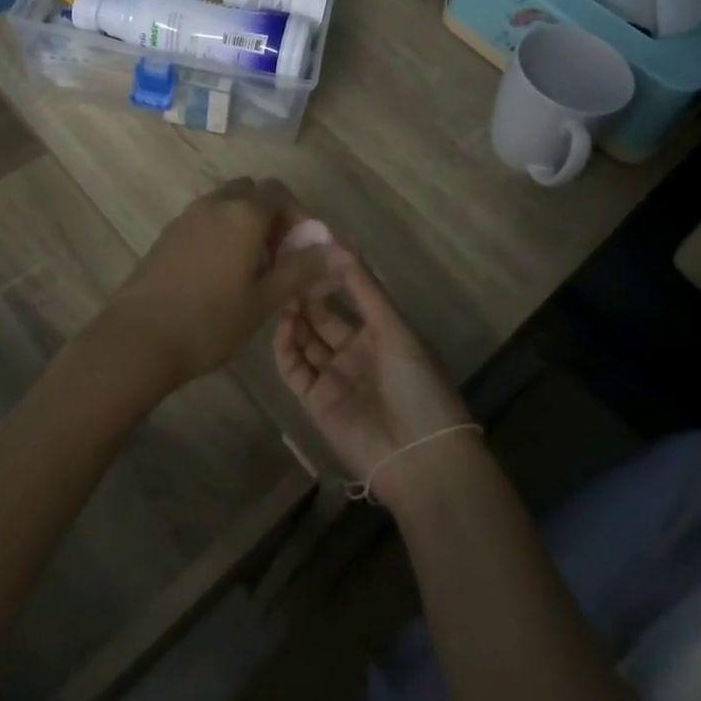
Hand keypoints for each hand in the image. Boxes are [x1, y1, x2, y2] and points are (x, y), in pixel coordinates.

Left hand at [94, 178, 332, 394]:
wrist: (139, 339)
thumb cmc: (211, 321)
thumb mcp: (265, 299)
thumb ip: (304, 270)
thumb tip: (344, 252)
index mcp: (244, 212)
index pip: (279, 192)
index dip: (298, 215)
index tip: (303, 250)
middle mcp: (215, 203)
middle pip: (251, 193)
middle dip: (271, 217)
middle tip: (278, 258)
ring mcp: (187, 216)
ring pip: (226, 205)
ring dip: (245, 225)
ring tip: (252, 271)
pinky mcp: (168, 234)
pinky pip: (205, 220)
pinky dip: (221, 233)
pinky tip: (220, 276)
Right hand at [273, 244, 474, 512]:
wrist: (419, 458)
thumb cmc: (416, 384)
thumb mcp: (395, 329)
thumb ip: (365, 288)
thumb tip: (339, 243)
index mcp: (381, 333)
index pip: (350, 295)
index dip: (331, 274)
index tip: (309, 248)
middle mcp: (354, 351)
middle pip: (322, 316)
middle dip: (306, 294)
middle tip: (285, 269)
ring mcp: (333, 376)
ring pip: (305, 340)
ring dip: (294, 318)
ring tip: (282, 294)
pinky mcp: (315, 401)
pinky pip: (294, 368)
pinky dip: (285, 347)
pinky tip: (283, 325)